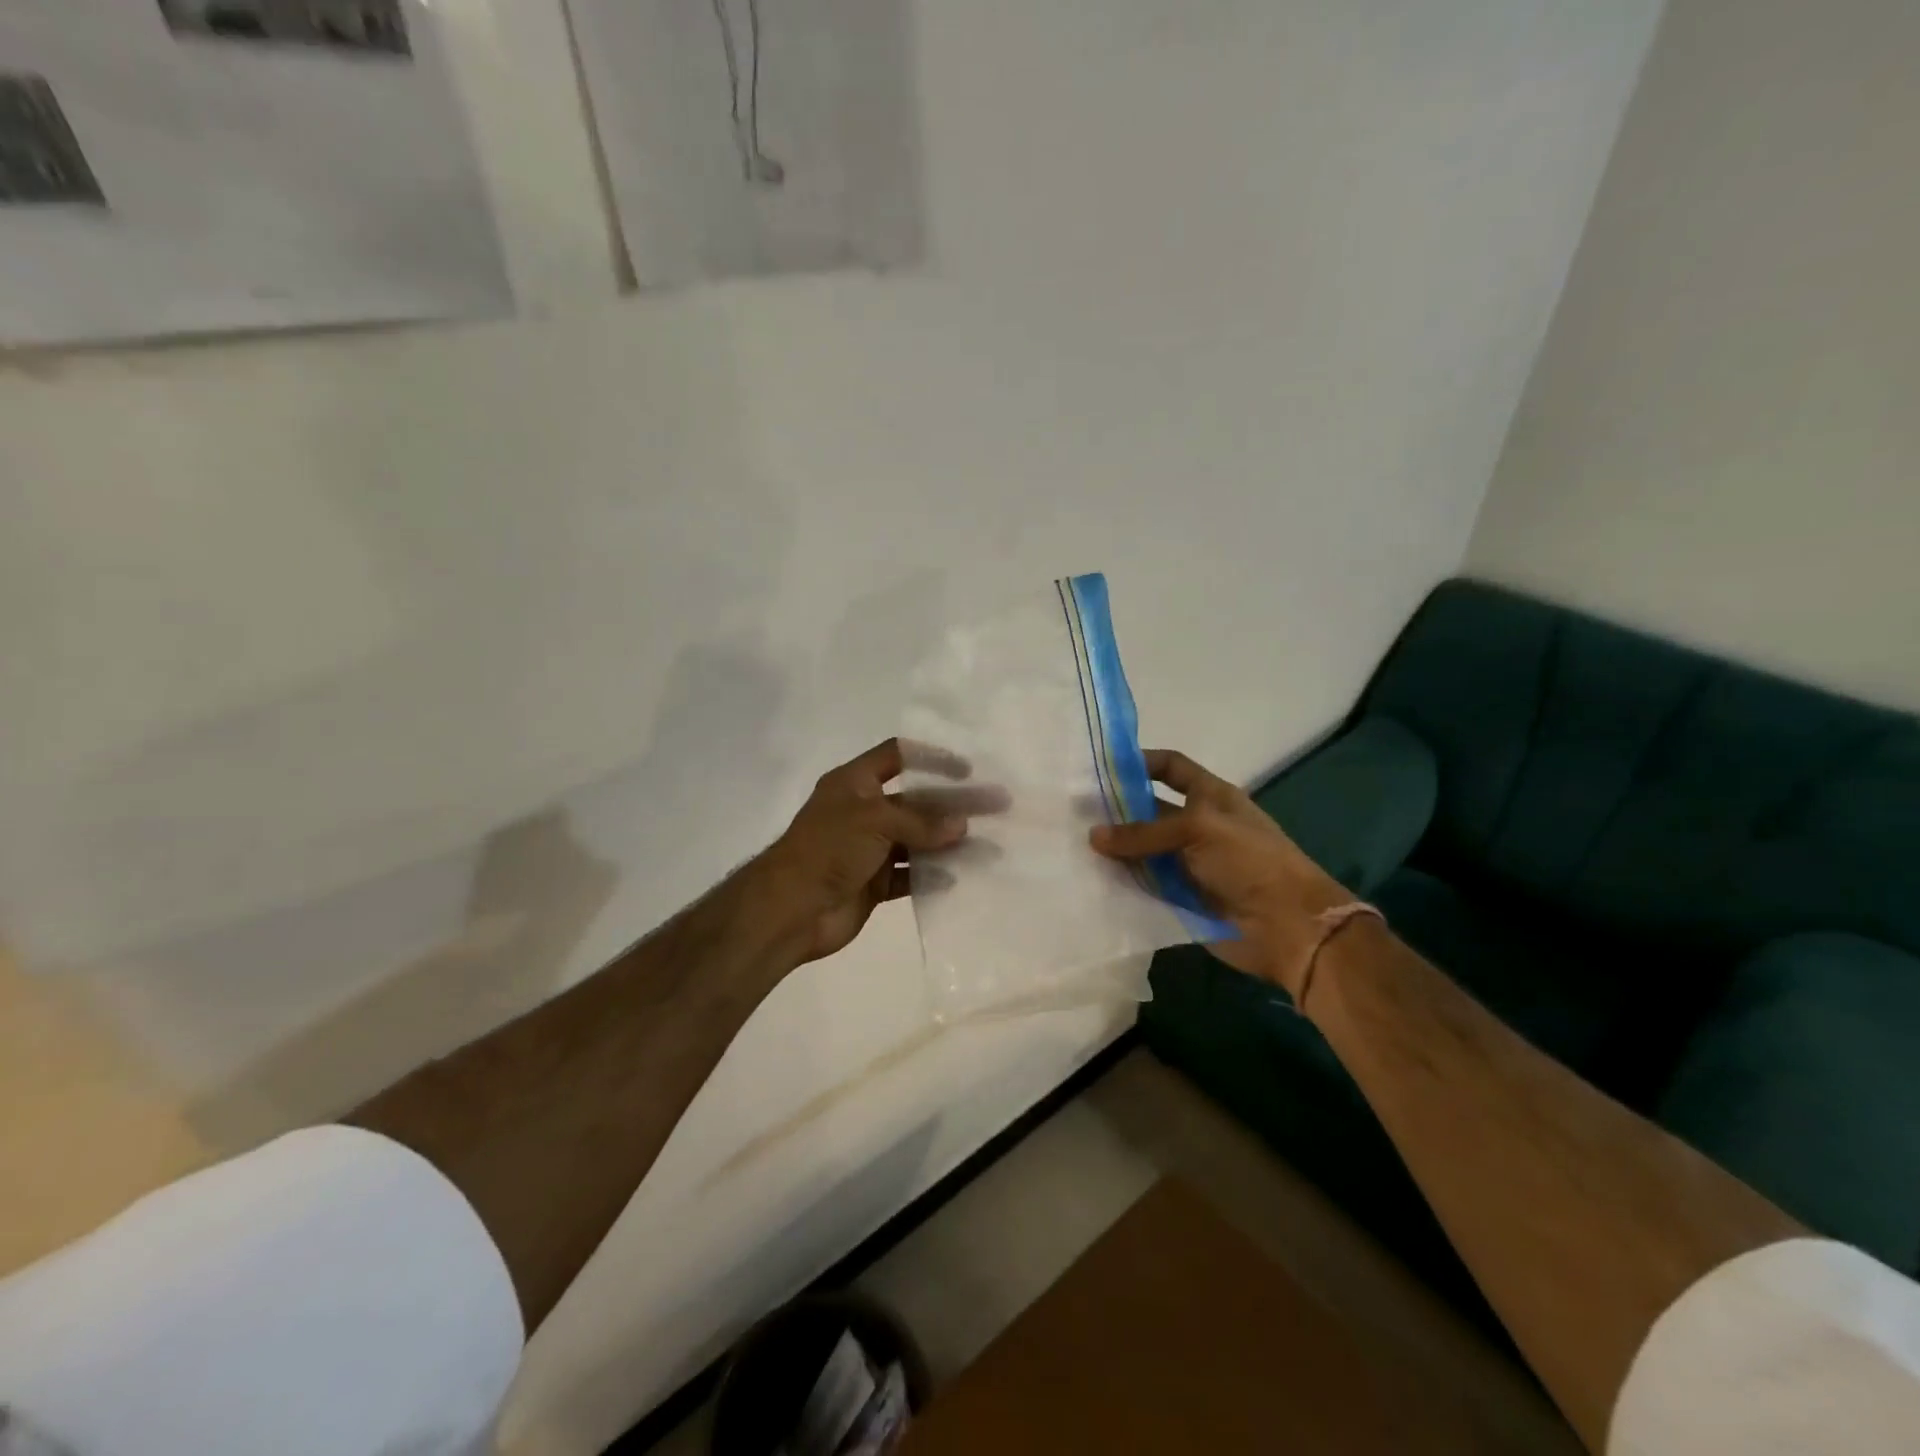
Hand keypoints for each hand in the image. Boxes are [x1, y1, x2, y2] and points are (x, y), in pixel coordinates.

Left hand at [753, 738, 994, 966]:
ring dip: (950, 842)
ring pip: (918, 840)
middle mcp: (863, 811)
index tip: (968, 769)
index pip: (897, 756)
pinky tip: (960, 876)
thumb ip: (920, 822)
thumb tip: (961, 826)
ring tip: (989, 846)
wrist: (790, 910)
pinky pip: (910, 875)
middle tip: (997, 806)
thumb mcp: (874, 820)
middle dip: (955, 804)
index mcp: (854, 783)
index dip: (931, 758)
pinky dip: (932, 876)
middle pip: (916, 800)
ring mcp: (869, 849)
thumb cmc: (828, 849)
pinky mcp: (873, 883)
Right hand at [1089, 749, 1351, 995]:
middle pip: (1149, 811)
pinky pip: (1144, 885)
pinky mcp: (1180, 898)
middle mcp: (1196, 826)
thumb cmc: (1251, 861)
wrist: (1287, 926)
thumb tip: (1093, 836)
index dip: (1140, 763)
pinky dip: (1121, 883)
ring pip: (1142, 851)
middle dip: (1115, 810)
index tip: (1101, 767)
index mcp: (1210, 797)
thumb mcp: (1198, 830)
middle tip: (1071, 812)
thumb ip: (1144, 832)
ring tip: (1070, 846)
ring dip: (1114, 850)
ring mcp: (1187, 864)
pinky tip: (1089, 880)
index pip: (1171, 768)